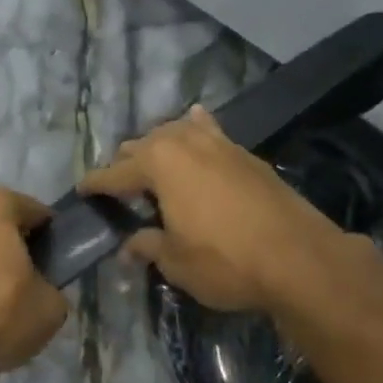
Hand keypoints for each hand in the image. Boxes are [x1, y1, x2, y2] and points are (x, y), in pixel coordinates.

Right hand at [78, 105, 364, 312]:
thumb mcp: (177, 261)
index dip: (96, 184)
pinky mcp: (244, 153)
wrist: (300, 258)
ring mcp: (217, 143)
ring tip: (153, 163)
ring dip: (158, 147)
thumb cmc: (225, 260)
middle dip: (127, 164)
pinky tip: (195, 121)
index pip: (115, 173)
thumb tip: (130, 246)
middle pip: (142, 146)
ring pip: (174, 134)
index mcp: (158, 164)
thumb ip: (149, 246)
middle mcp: (182, 143)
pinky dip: (196, 128)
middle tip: (119, 188)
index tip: (82, 189)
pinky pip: (209, 130)